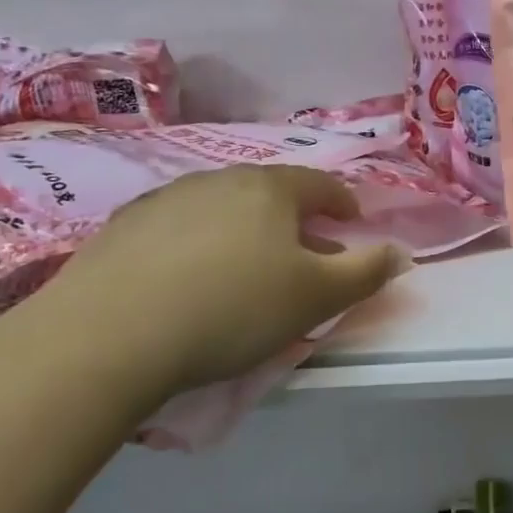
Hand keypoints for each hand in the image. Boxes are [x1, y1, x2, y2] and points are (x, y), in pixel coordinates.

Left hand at [12, 166, 407, 417]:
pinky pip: (178, 227)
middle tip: (303, 254)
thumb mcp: (316, 297)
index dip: (343, 204)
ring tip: (245, 268)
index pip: (321, 185)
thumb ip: (366, 272)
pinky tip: (188, 278)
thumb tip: (401, 253)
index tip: (352, 225)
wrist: (110, 333)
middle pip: (271, 193)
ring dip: (245, 230)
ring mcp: (167, 198)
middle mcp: (220, 179)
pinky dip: (197, 244)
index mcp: (271, 189)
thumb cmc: (233, 309)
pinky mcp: (124, 226)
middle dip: (295, 220)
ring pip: (223, 207)